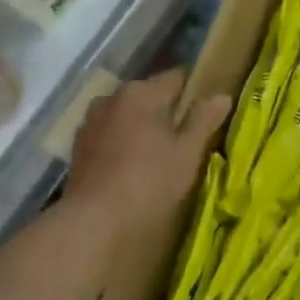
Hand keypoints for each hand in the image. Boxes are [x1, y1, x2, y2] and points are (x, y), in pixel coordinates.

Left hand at [64, 70, 231, 239]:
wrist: (94, 221)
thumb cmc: (150, 181)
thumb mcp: (188, 152)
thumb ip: (204, 119)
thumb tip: (221, 96)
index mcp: (142, 92)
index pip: (177, 78)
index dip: (195, 91)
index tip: (208, 111)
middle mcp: (112, 98)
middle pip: (149, 96)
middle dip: (167, 111)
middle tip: (187, 138)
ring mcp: (91, 122)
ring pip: (128, 116)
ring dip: (143, 128)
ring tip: (160, 155)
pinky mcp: (78, 148)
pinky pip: (111, 135)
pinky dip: (124, 144)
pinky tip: (134, 167)